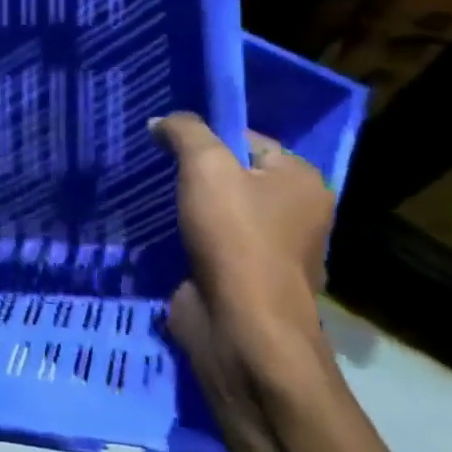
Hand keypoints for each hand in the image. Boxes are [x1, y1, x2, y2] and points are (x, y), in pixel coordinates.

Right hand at [150, 114, 332, 380]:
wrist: (243, 330)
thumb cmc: (236, 238)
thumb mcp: (206, 166)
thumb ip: (185, 132)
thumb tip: (161, 121)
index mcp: (302, 181)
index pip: (248, 139)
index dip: (207, 136)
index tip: (167, 141)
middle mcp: (295, 213)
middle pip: (233, 175)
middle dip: (193, 173)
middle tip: (153, 166)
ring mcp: (270, 251)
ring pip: (218, 212)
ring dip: (186, 208)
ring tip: (149, 196)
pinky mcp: (244, 280)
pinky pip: (210, 244)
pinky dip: (186, 238)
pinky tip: (156, 231)